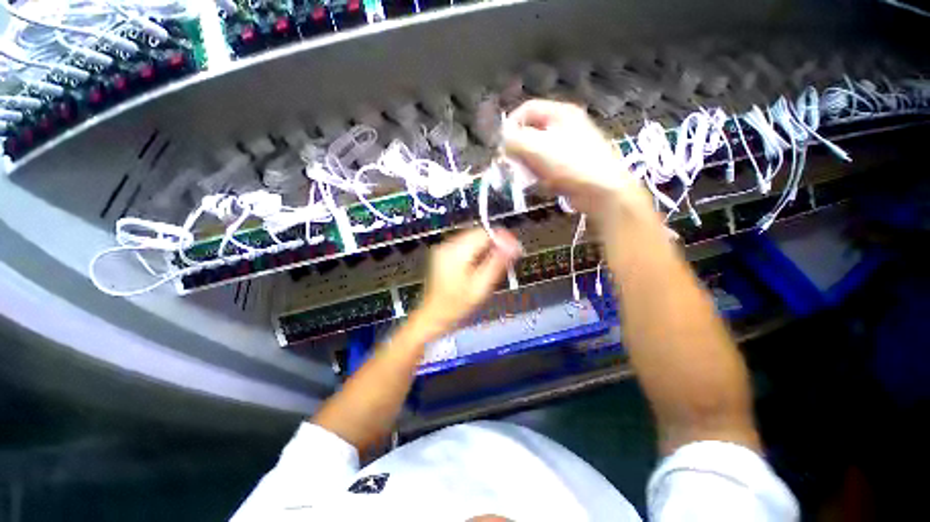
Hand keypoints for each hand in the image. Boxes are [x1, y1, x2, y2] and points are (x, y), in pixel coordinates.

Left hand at [411, 228, 520, 339]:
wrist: (435, 315)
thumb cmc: (456, 305)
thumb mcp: (481, 286)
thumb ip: (497, 263)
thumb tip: (512, 246)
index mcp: (456, 252)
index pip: (484, 233)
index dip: (502, 239)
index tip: (514, 248)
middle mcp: (448, 246)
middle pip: (478, 234)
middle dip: (495, 243)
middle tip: (508, 257)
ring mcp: (444, 249)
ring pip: (473, 238)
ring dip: (487, 247)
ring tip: (495, 263)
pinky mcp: (444, 254)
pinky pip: (466, 245)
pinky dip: (477, 251)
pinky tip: (481, 264)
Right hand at [503, 99, 653, 222]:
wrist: (602, 190)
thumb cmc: (570, 164)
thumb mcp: (536, 148)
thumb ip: (514, 140)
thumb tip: (503, 141)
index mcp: (560, 113)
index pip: (527, 109)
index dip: (510, 124)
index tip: (501, 145)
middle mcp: (566, 126)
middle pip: (532, 131)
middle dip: (519, 149)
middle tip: (513, 164)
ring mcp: (571, 146)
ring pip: (539, 151)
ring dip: (529, 164)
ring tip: (529, 176)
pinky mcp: (572, 165)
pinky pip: (549, 166)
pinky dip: (542, 174)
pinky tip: (544, 184)